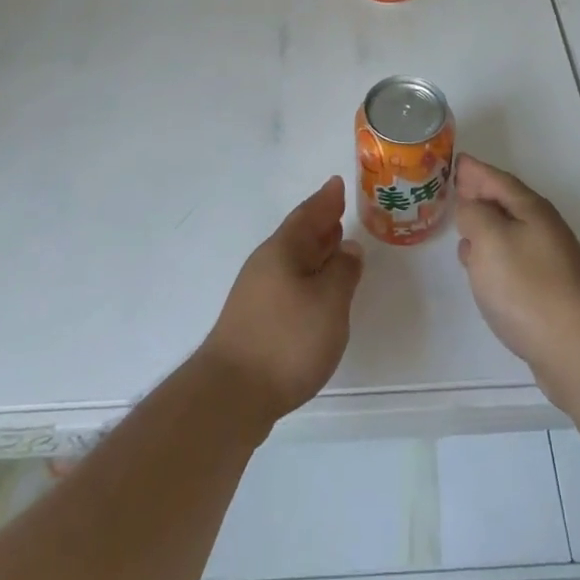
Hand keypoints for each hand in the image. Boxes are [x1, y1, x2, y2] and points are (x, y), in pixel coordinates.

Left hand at [199, 177, 363, 431]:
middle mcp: (266, 265)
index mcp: (283, 250)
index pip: (308, 215)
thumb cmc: (287, 340)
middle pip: (297, 235)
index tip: (337, 183)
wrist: (231, 396)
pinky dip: (306, 276)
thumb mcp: (329, 302)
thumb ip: (343, 271)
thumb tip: (348, 249)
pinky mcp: (254, 322)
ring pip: (291, 260)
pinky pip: (287, 283)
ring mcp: (256, 294)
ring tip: (334, 246)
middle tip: (338, 209)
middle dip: (319, 222)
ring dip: (313, 250)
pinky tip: (315, 292)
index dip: (325, 200)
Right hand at [454, 154, 579, 405]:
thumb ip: (473, 214)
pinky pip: (513, 262)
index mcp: (531, 210)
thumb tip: (471, 206)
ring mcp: (549, 262)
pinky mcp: (547, 293)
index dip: (476, 170)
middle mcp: (544, 230)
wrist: (577, 349)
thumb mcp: (490, 239)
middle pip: (506, 204)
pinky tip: (481, 272)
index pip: (498, 180)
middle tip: (455, 191)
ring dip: (485, 228)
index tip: (456, 161)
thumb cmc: (527, 287)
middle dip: (480, 196)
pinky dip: (493, 257)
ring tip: (462, 230)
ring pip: (509, 234)